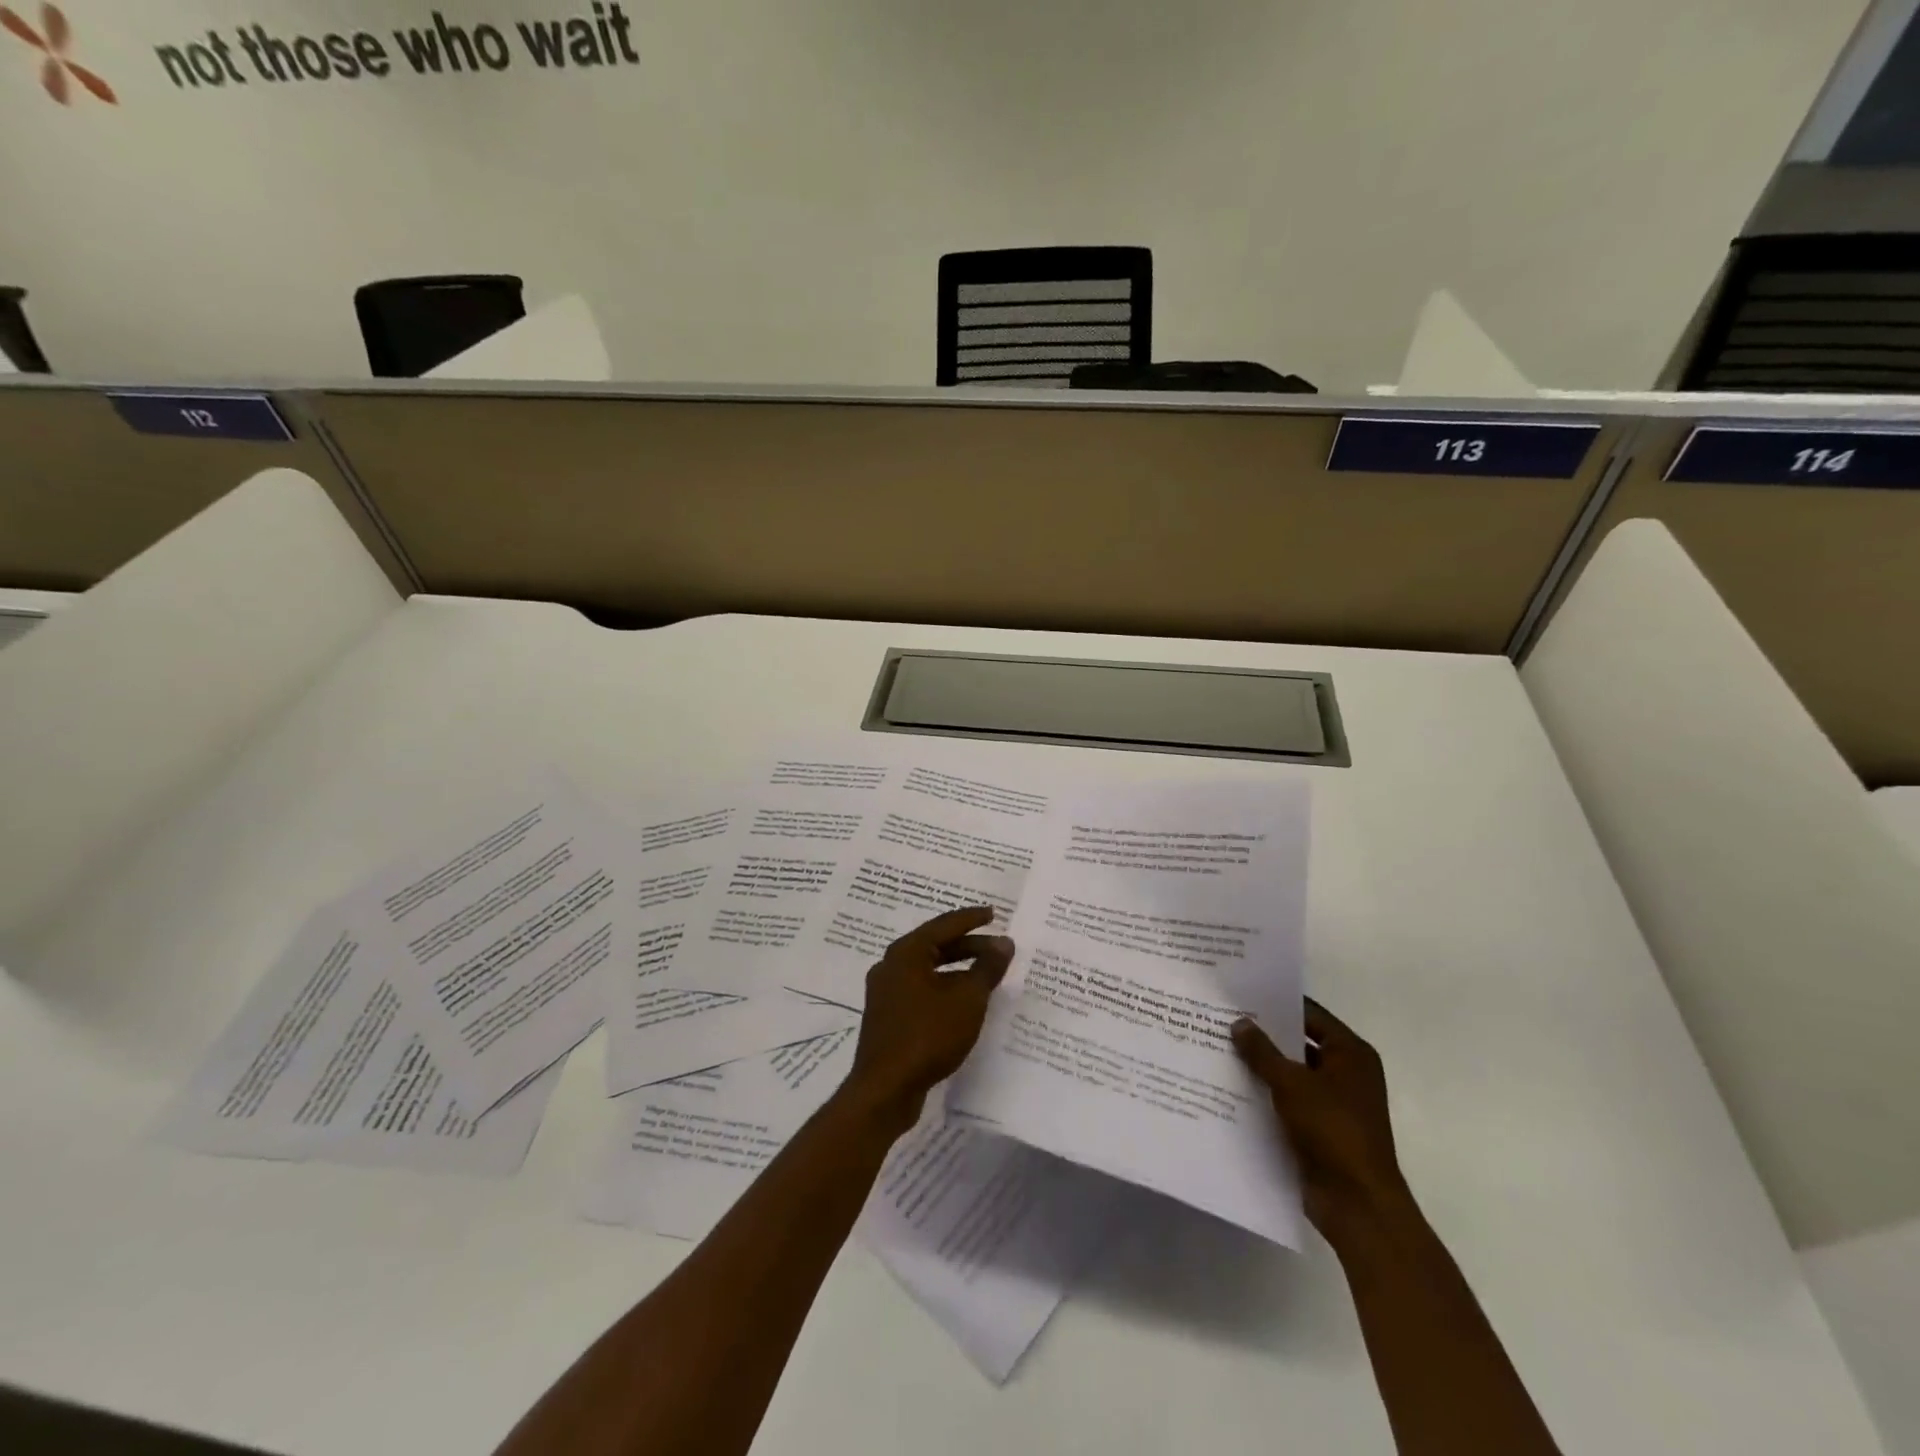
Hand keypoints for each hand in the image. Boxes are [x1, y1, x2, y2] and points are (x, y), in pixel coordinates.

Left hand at [843, 906, 1013, 1130]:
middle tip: (998, 948)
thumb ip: (987, 968)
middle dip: (969, 946)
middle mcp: (891, 965)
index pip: (944, 925)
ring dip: (958, 969)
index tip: (994, 914)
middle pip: (935, 946)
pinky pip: (921, 990)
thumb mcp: (967, 999)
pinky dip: (945, 988)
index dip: (972, 919)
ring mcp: (886, 993)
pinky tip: (964, 1002)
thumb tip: (1004, 943)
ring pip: (928, 970)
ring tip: (986, 974)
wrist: (885, 1089)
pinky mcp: (888, 1017)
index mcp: (906, 952)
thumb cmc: (927, 1035)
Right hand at [1232, 999, 1409, 1242]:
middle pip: (1299, 1043)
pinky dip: (1265, 1093)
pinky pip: (1287, 1100)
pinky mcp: (1319, 1128)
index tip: (1240, 994)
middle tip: (1222, 1018)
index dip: (1277, 1003)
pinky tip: (1230, 1086)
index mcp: (1350, 1054)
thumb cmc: (1332, 1130)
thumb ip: (1262, 1051)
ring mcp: (1333, 1102)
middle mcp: (1346, 1073)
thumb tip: (1239, 1023)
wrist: (1357, 1203)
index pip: (1309, 1014)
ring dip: (1261, 1066)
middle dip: (1263, 1035)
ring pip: (1290, 1073)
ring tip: (1218, 1048)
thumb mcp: (1291, 1083)